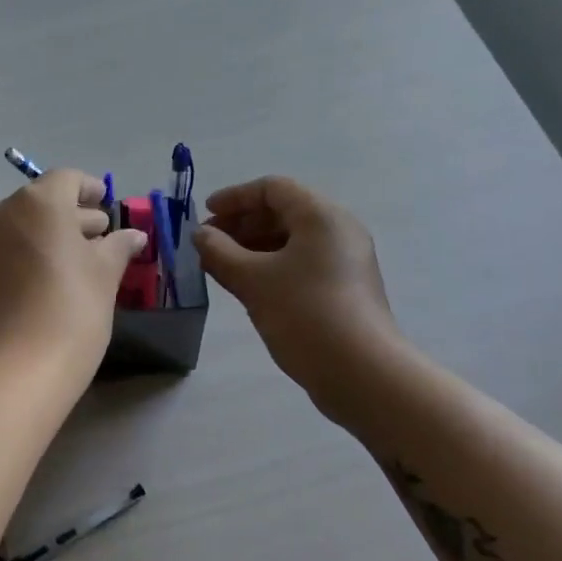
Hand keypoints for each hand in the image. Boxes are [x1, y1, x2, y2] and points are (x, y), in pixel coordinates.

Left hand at [0, 169, 147, 392]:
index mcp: (38, 203)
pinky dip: (32, 255)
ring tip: (82, 261)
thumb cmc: (71, 312)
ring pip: (25, 228)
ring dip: (52, 237)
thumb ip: (118, 247)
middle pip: (43, 202)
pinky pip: (10, 252)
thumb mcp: (105, 276)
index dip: (90, 189)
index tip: (107, 205)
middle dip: (74, 216)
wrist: (13, 373)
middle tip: (102, 236)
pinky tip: (54, 281)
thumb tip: (133, 235)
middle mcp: (3, 214)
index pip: (67, 179)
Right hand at [191, 177, 402, 421]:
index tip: (204, 215)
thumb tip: (200, 235)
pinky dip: (271, 267)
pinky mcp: (344, 288)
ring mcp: (344, 260)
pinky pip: (301, 263)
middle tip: (207, 245)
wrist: (361, 372)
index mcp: (321, 215)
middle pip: (283, 212)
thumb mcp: (253, 281)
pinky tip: (247, 287)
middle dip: (241, 224)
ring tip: (220, 267)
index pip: (273, 188)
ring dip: (253, 248)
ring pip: (292, 241)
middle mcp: (338, 229)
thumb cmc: (304, 314)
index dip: (234, 197)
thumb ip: (220, 252)